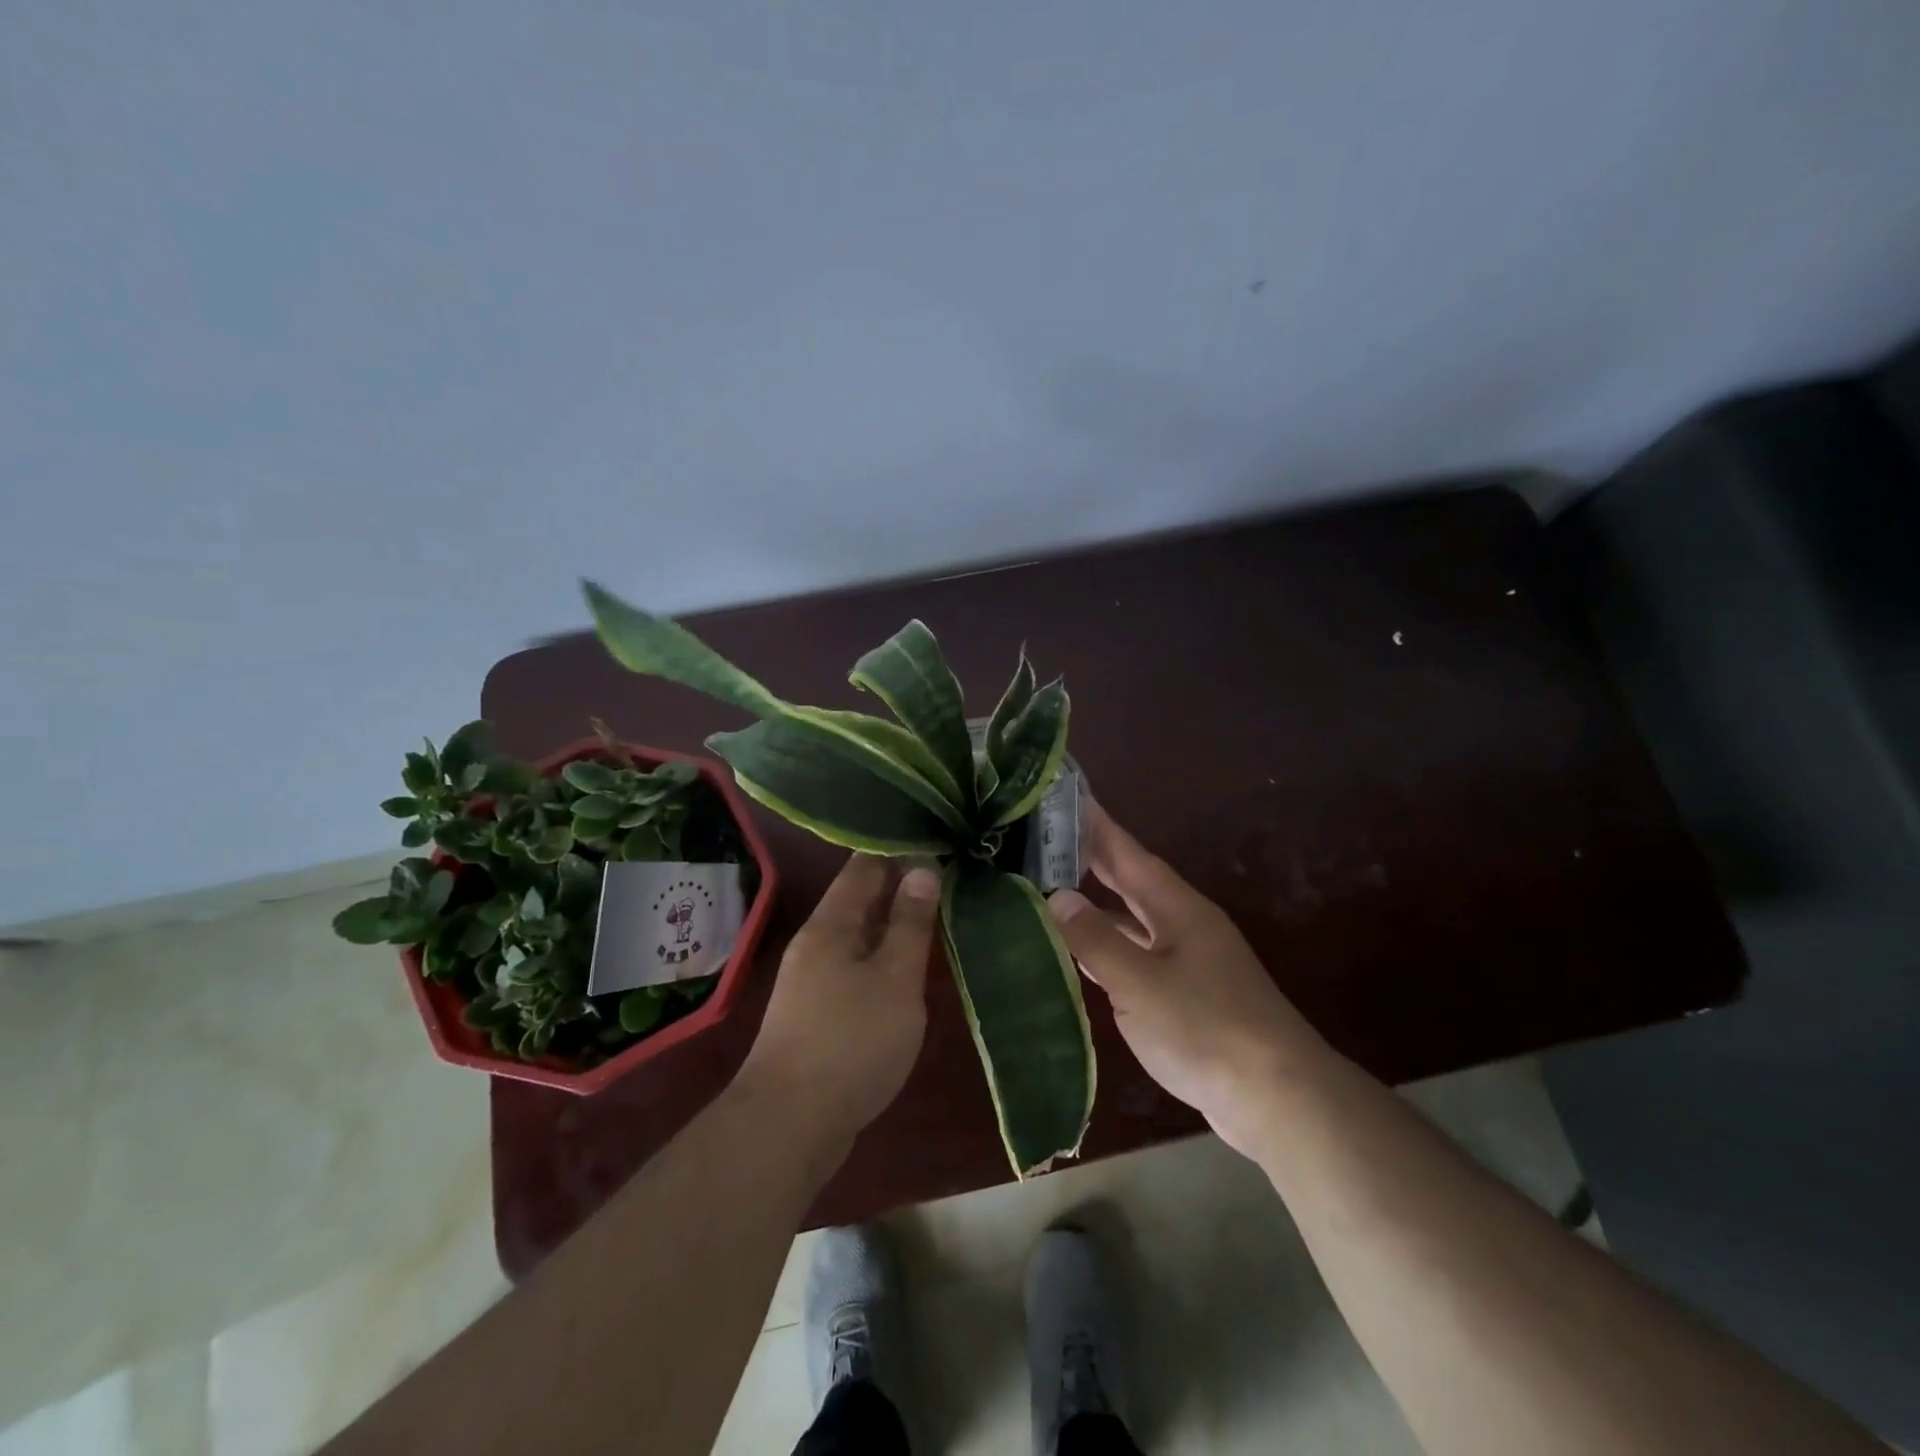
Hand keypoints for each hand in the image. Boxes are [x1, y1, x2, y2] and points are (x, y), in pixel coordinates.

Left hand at [741, 855, 940, 1141]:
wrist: (790, 1124)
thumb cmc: (851, 1041)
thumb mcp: (894, 978)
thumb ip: (910, 924)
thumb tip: (923, 870)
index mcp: (830, 925)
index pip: (863, 867)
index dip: (897, 850)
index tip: (933, 837)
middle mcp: (815, 945)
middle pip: (858, 901)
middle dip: (898, 887)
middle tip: (945, 874)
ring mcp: (811, 982)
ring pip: (857, 938)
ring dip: (891, 925)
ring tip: (933, 915)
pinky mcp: (816, 1015)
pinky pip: (854, 970)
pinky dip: (881, 961)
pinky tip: (904, 971)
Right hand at [1047, 801, 1325, 1157]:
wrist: (1278, 1098)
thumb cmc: (1205, 1028)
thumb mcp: (1139, 982)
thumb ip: (1094, 939)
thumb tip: (1056, 897)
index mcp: (1177, 908)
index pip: (1127, 853)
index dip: (1095, 824)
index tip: (1064, 796)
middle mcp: (1184, 924)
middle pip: (1130, 882)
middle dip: (1091, 859)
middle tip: (1045, 839)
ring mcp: (1188, 961)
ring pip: (1133, 921)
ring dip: (1097, 908)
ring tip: (1050, 893)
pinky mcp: (1188, 996)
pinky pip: (1138, 957)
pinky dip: (1108, 950)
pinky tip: (1081, 958)